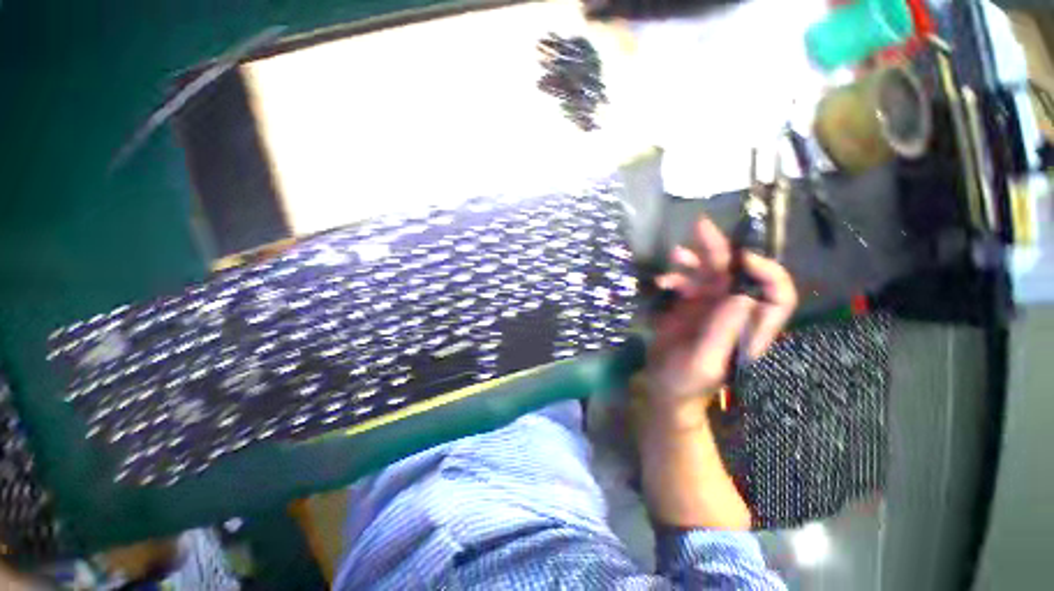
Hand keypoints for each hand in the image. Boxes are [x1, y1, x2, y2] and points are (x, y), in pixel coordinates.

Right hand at [648, 217, 796, 401]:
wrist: (664, 385)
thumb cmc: (687, 380)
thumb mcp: (705, 360)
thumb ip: (722, 330)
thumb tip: (742, 294)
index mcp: (750, 328)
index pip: (776, 295)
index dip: (768, 272)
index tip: (743, 258)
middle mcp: (735, 312)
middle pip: (738, 274)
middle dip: (722, 251)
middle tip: (701, 228)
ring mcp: (710, 307)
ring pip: (710, 274)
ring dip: (695, 260)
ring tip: (675, 254)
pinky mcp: (689, 305)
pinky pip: (686, 282)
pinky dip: (674, 277)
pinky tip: (661, 282)